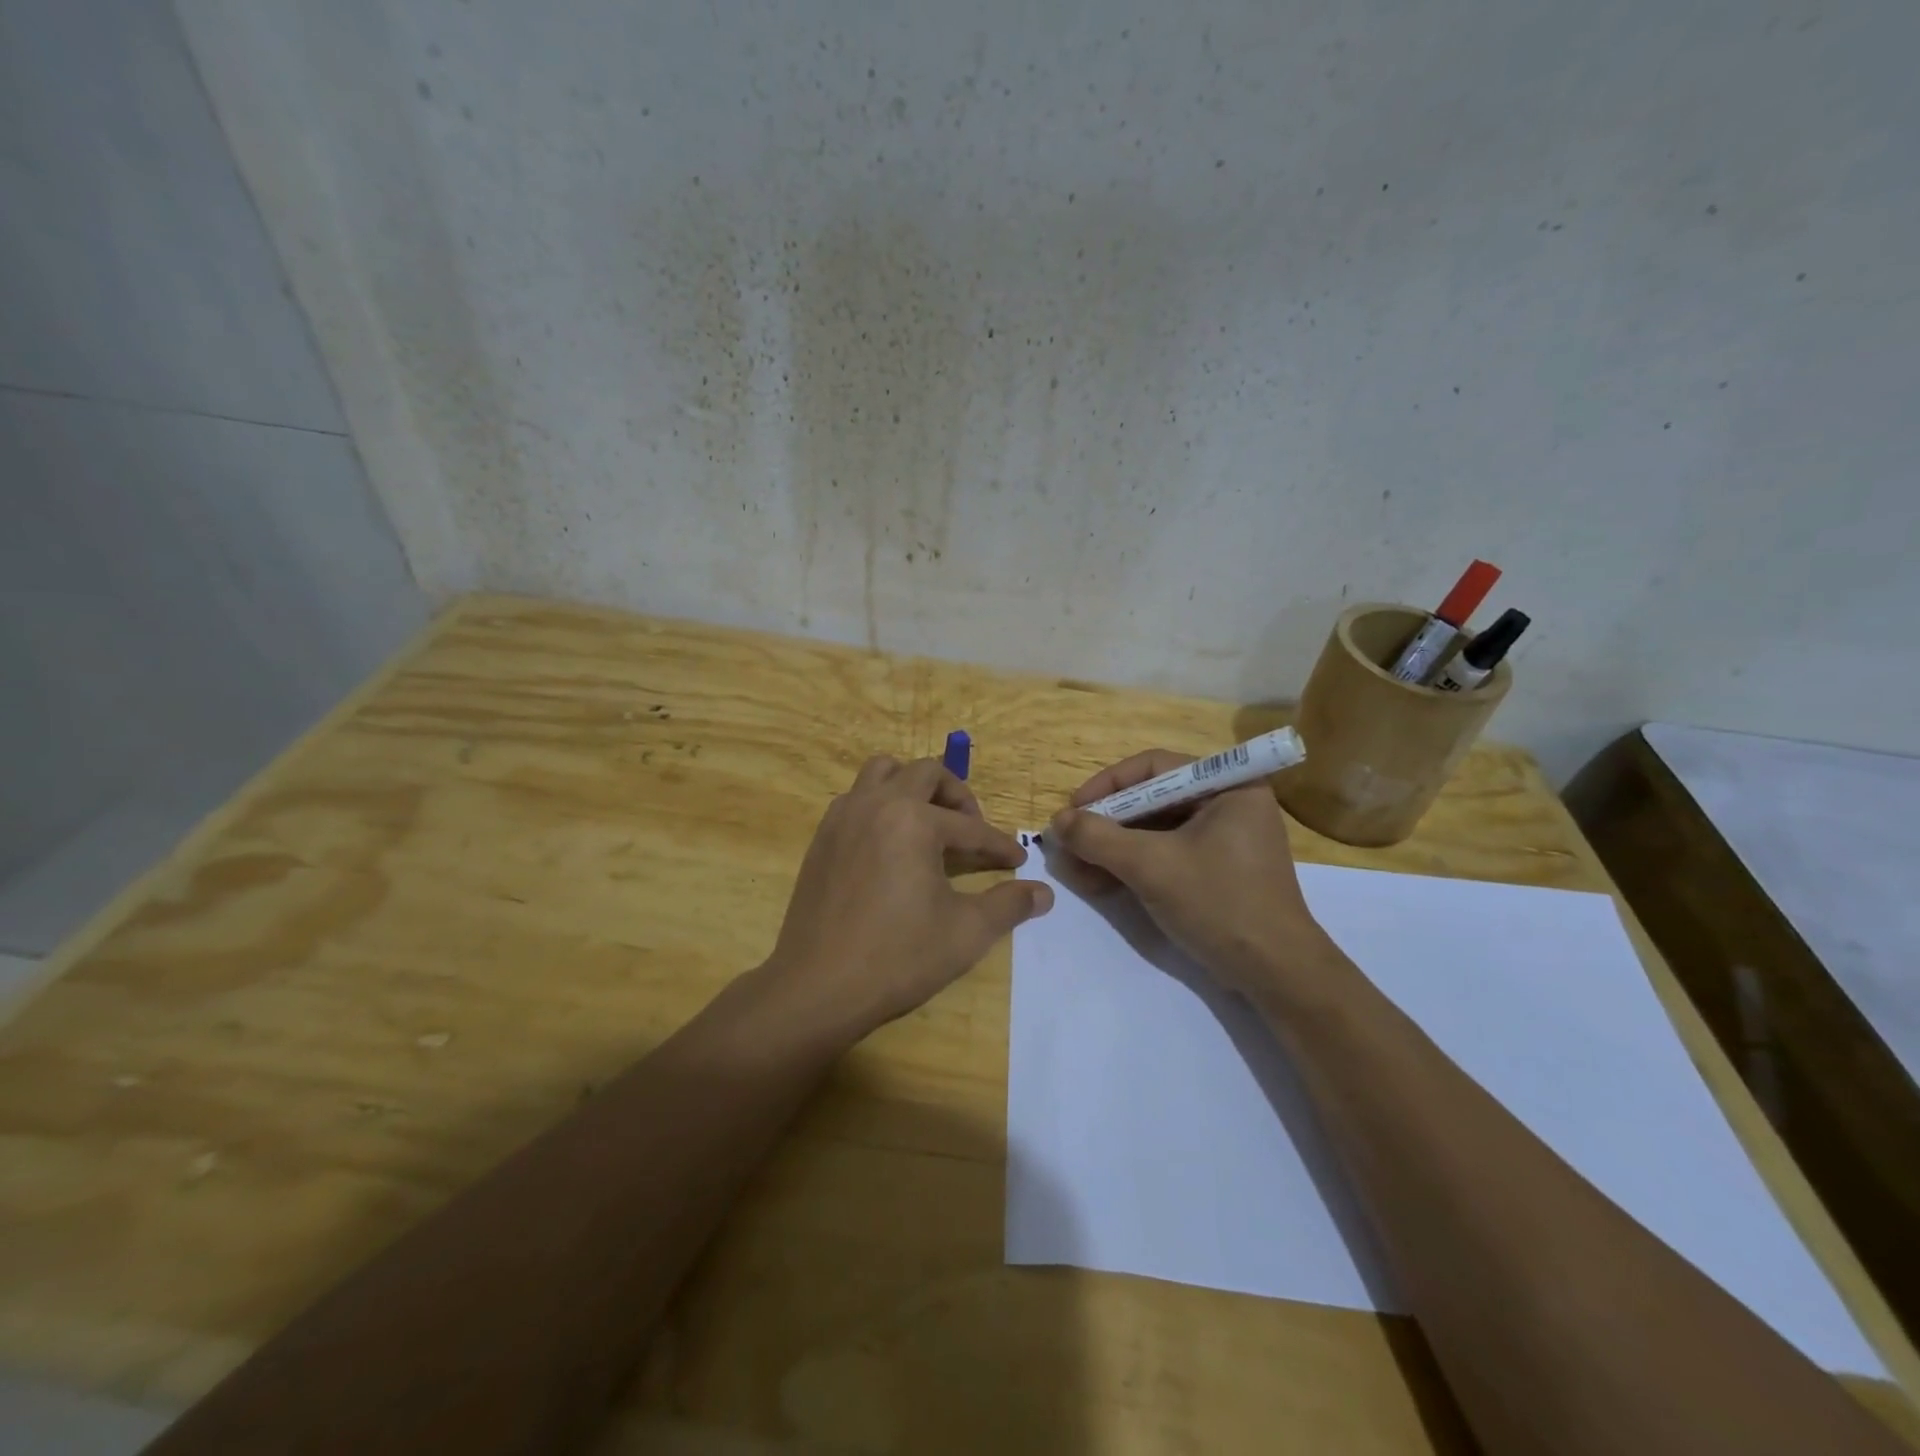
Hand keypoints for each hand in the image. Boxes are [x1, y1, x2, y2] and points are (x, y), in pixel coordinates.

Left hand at [763, 755, 1053, 1040]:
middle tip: (971, 829)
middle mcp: (876, 804)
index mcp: (913, 820)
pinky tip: (891, 845)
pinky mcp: (822, 837)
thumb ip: (1009, 905)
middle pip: (926, 773)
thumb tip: (1044, 893)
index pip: (970, 827)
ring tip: (928, 823)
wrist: (818, 987)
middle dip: (957, 796)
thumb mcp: (966, 932)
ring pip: (882, 772)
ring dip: (912, 787)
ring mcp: (843, 817)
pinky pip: (856, 798)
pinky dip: (880, 805)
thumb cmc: (898, 957)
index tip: (1017, 861)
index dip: (999, 845)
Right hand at [1047, 749, 1333, 999]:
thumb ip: (1099, 838)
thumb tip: (1057, 821)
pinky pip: (1166, 854)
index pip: (1153, 768)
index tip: (1073, 810)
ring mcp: (1224, 839)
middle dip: (1106, 824)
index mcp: (1228, 786)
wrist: (1276, 974)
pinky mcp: (1217, 870)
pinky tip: (1100, 883)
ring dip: (1113, 848)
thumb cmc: (1219, 904)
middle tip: (1069, 843)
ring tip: (1076, 869)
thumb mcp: (1151, 866)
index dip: (1107, 786)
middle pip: (1152, 800)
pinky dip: (1133, 865)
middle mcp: (1228, 803)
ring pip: (1154, 830)